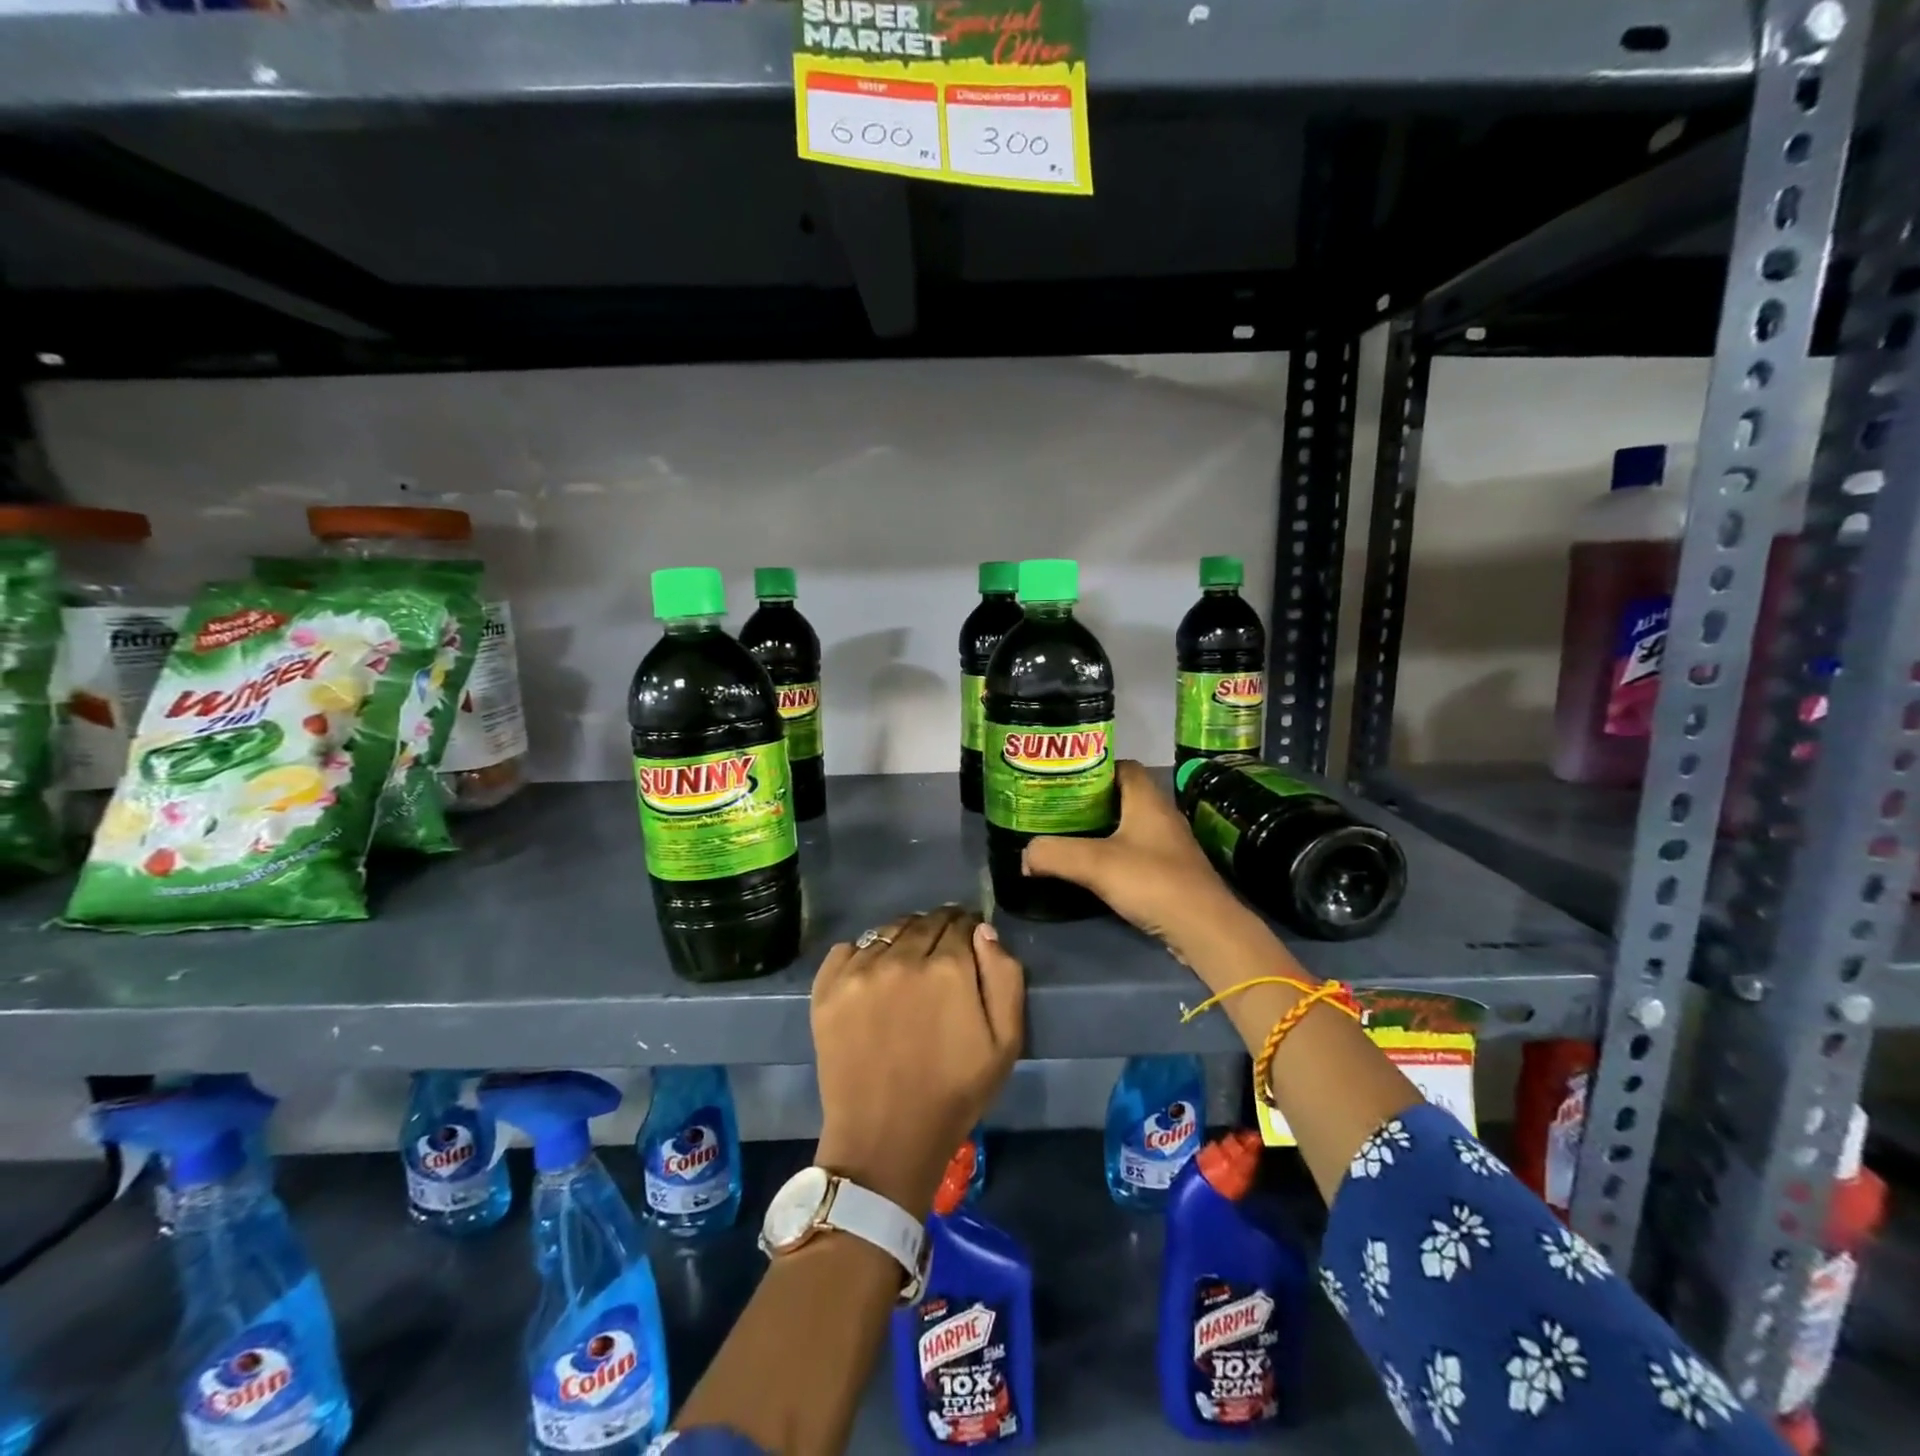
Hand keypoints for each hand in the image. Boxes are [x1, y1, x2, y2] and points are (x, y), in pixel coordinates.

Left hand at [812, 906, 1024, 1218]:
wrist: (885, 1138)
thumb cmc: (954, 1093)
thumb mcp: (1005, 1042)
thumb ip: (1004, 977)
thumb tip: (983, 931)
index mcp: (949, 968)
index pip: (960, 923)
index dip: (968, 930)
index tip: (969, 943)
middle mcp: (902, 958)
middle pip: (924, 922)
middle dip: (939, 930)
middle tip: (941, 953)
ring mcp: (859, 971)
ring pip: (888, 931)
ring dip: (903, 938)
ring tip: (907, 963)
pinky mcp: (827, 988)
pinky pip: (848, 948)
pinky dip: (864, 953)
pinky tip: (873, 976)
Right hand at [1022, 759, 1254, 973]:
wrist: (1203, 928)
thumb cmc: (1152, 881)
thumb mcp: (1094, 864)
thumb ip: (1054, 853)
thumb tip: (1026, 853)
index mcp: (1148, 799)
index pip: (1122, 766)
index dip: (1093, 767)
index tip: (1063, 778)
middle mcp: (1162, 815)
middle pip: (1122, 796)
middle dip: (1090, 800)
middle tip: (1056, 809)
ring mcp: (1169, 845)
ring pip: (1129, 826)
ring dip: (1102, 830)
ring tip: (1068, 837)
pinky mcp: (1171, 872)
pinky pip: (1136, 852)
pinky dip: (1114, 855)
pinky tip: (1093, 869)